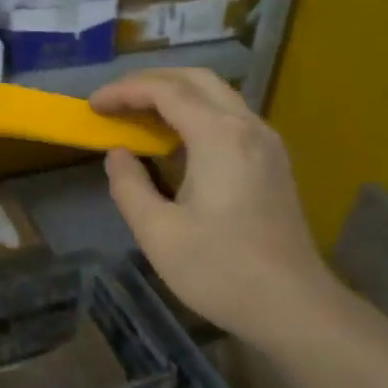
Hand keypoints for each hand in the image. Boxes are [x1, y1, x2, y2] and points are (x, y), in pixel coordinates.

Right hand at [89, 68, 339, 344]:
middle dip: (150, 82)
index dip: (124, 91)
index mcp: (219, 136)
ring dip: (175, 95)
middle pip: (196, 80)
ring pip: (217, 95)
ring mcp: (266, 143)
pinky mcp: (273, 162)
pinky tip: (176, 142)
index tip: (93, 105)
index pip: (165, 91)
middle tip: (115, 101)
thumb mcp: (157, 232)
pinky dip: (196, 114)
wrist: (294, 307)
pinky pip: (230, 117)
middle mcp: (247, 127)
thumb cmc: (221, 270)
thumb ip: (129, 185)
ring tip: (138, 116)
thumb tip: (119, 154)